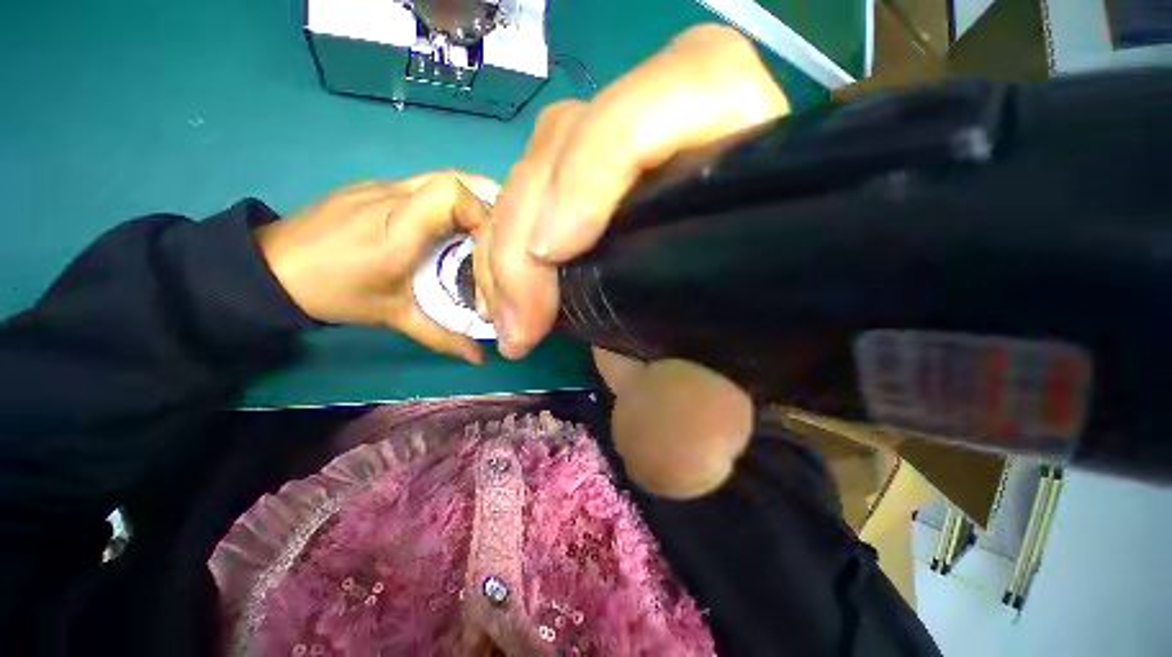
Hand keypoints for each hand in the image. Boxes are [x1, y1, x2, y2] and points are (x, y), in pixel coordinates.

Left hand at [256, 172, 498, 364]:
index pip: (452, 195)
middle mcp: (393, 198)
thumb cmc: (337, 293)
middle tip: (501, 236)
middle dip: (486, 204)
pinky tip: (450, 226)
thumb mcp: (395, 317)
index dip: (483, 213)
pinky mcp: (375, 186)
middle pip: (454, 179)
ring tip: (484, 230)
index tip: (496, 245)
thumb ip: (443, 336)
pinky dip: (450, 199)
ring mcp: (382, 186)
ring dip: (470, 199)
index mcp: (399, 230)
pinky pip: (425, 184)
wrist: (273, 268)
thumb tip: (480, 358)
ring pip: (441, 177)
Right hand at [480, 25, 788, 497]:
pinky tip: (510, 298)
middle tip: (520, 320)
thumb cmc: (734, 344)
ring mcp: (630, 152)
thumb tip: (684, 458)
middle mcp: (685, 131)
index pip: (682, 89)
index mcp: (747, 151)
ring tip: (510, 319)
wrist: (711, 333)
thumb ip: (703, 414)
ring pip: (544, 161)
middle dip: (528, 227)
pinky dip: (505, 242)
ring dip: (507, 244)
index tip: (557, 253)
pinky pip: (531, 188)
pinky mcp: (591, 185)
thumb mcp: (722, 384)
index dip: (599, 161)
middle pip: (580, 131)